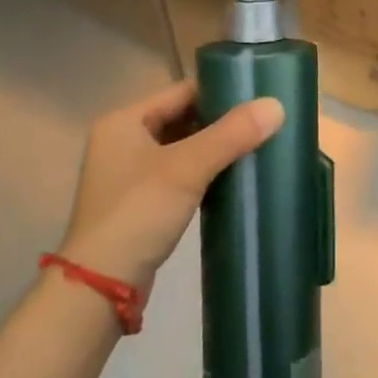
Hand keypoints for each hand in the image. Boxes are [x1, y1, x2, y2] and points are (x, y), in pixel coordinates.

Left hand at [58, 81, 284, 294]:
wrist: (101, 286)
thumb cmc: (138, 213)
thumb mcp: (187, 168)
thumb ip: (231, 135)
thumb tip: (276, 106)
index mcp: (124, 121)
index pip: (181, 92)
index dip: (220, 91)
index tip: (258, 97)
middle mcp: (121, 140)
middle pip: (181, 118)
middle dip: (220, 122)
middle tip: (263, 124)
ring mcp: (128, 174)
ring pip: (180, 148)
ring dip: (213, 149)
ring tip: (255, 148)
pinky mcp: (138, 203)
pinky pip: (177, 175)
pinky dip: (202, 173)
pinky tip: (232, 179)